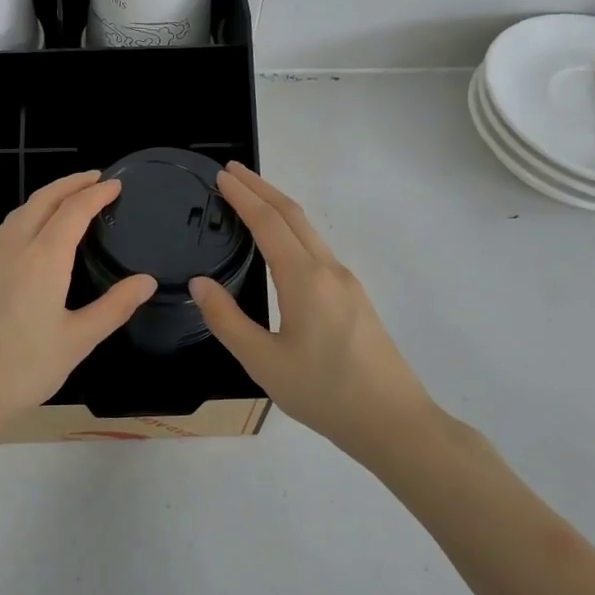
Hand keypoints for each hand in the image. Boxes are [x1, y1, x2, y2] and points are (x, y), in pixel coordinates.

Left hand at [0, 172, 157, 428]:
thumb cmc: (24, 369)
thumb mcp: (78, 341)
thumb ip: (114, 307)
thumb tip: (146, 280)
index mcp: (43, 259)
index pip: (73, 211)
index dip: (96, 194)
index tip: (115, 184)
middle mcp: (13, 248)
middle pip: (42, 200)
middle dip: (70, 183)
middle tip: (95, 179)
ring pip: (19, 213)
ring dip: (46, 198)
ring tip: (68, 199)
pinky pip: (5, 231)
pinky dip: (27, 217)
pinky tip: (35, 236)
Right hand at [189, 162, 435, 452]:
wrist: (394, 422)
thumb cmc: (324, 393)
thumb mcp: (263, 362)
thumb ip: (227, 320)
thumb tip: (199, 283)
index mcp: (304, 279)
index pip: (268, 222)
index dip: (243, 196)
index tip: (221, 176)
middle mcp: (328, 270)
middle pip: (293, 215)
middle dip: (262, 188)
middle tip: (232, 172)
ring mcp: (346, 282)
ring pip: (309, 230)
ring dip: (278, 207)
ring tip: (251, 198)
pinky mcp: (355, 298)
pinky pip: (317, 248)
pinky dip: (292, 230)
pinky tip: (281, 244)